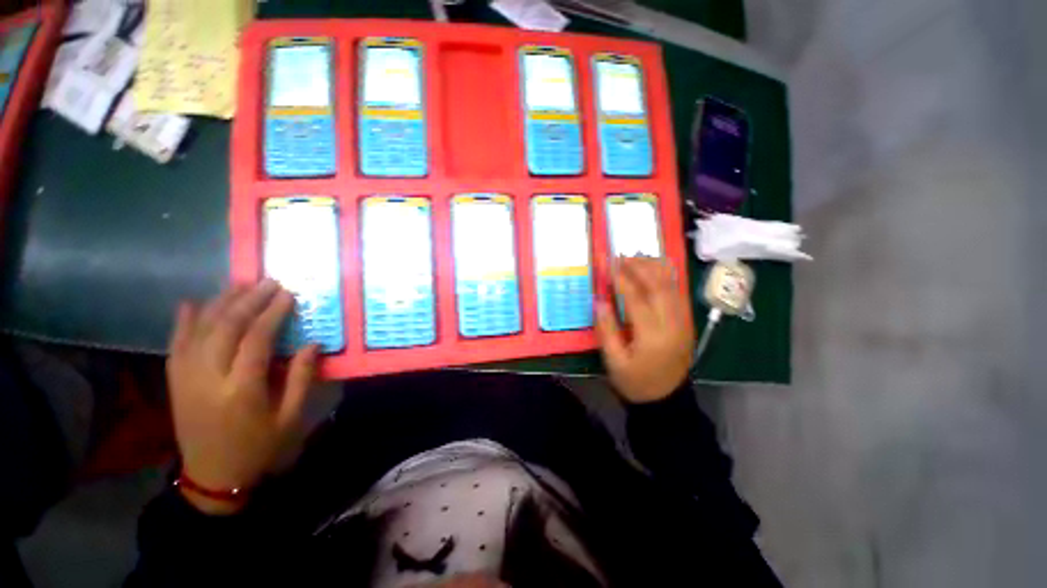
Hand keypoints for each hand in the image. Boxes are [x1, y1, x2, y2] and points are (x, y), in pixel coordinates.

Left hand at [167, 280, 318, 514]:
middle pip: (225, 328)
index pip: (256, 340)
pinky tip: (193, 303)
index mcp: (241, 390)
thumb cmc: (259, 447)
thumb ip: (301, 379)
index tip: (287, 294)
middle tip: (268, 282)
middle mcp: (208, 379)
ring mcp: (186, 379)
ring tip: (241, 285)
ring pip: (200, 331)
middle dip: (248, 301)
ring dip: (220, 304)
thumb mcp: (291, 418)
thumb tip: (313, 344)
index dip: (272, 313)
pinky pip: (177, 345)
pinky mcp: (175, 383)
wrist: (212, 477)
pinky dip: (184, 322)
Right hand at [595, 257, 694, 403]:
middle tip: (621, 256)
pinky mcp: (686, 321)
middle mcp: (673, 323)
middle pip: (658, 285)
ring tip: (635, 257)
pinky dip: (665, 276)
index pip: (635, 298)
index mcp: (653, 336)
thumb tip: (599, 300)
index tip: (607, 262)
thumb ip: (606, 330)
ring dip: (653, 267)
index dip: (620, 278)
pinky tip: (653, 269)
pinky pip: (677, 291)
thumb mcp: (614, 361)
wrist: (667, 399)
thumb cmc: (636, 382)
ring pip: (672, 285)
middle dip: (639, 266)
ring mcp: (683, 321)